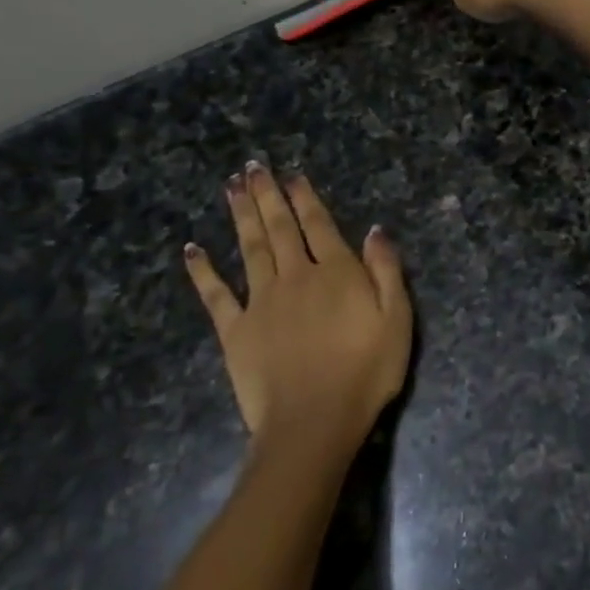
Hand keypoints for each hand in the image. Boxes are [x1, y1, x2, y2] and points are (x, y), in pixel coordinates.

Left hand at [182, 162, 411, 464]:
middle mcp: (295, 277)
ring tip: (231, 188)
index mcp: (335, 273)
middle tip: (252, 167)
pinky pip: (216, 294)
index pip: (318, 225)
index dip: (305, 198)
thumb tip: (375, 230)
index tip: (292, 175)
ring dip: (240, 216)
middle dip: (267, 195)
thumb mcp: (397, 319)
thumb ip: (386, 271)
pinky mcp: (235, 330)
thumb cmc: (366, 372)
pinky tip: (192, 249)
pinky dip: (203, 270)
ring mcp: (261, 302)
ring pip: (249, 248)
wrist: (314, 422)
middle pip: (279, 228)